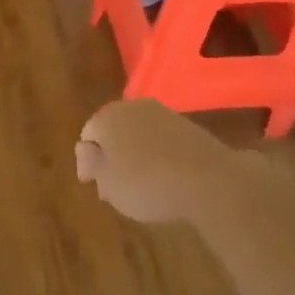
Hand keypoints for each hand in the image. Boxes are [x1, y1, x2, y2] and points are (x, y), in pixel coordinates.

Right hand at [75, 100, 231, 224]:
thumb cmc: (147, 183)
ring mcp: (163, 114)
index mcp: (108, 116)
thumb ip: (91, 163)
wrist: (209, 179)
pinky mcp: (188, 126)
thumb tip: (86, 148)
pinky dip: (158, 155)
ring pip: (139, 134)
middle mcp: (133, 107)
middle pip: (114, 131)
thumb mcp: (108, 182)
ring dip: (135, 155)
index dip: (87, 161)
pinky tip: (165, 178)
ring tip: (141, 186)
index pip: (88, 135)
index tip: (94, 185)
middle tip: (114, 188)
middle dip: (111, 156)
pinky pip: (162, 140)